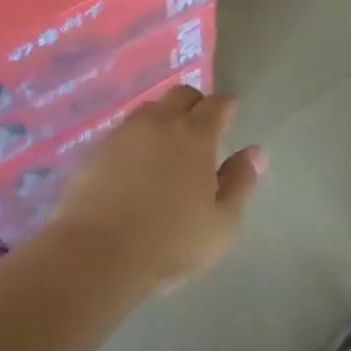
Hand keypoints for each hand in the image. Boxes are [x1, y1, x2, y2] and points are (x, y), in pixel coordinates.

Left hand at [49, 86, 265, 291]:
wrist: (95, 255)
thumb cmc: (170, 243)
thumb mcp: (222, 223)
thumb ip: (240, 183)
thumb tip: (256, 152)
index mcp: (195, 136)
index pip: (217, 105)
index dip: (227, 107)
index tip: (231, 116)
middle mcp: (158, 124)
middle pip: (180, 95)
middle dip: (195, 104)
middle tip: (201, 129)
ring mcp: (122, 135)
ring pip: (149, 110)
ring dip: (163, 118)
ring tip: (167, 145)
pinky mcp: (94, 152)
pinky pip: (122, 132)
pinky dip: (136, 139)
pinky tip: (135, 164)